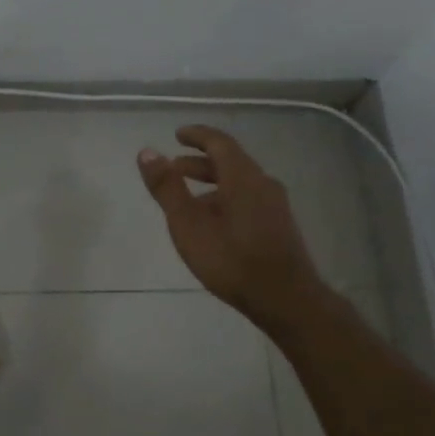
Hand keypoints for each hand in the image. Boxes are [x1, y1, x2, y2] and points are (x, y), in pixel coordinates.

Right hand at [138, 125, 327, 331]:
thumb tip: (147, 152)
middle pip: (231, 161)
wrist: (287, 300)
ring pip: (240, 182)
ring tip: (189, 198)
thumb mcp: (188, 224)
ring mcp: (275, 205)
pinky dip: (226, 197)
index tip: (178, 135)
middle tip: (174, 168)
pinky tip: (214, 223)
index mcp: (243, 177)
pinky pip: (249, 198)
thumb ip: (167, 188)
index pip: (219, 142)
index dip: (197, 135)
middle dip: (200, 161)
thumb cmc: (232, 260)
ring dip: (212, 182)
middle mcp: (263, 183)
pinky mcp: (280, 225)